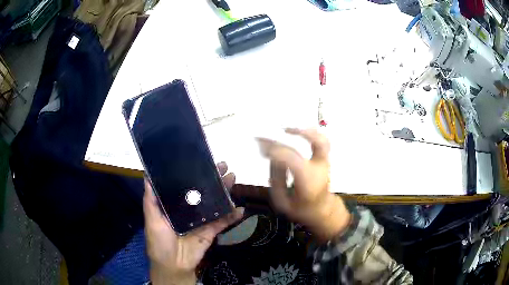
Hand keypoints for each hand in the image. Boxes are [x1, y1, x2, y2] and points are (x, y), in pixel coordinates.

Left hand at [144, 162, 243, 284]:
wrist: (173, 265)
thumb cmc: (159, 241)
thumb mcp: (152, 220)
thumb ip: (150, 200)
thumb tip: (146, 176)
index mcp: (176, 205)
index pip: (187, 185)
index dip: (195, 173)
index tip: (203, 160)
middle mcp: (190, 210)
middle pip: (204, 191)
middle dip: (214, 178)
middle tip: (224, 166)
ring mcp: (203, 220)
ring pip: (216, 203)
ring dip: (225, 192)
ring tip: (233, 178)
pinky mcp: (212, 231)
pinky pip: (223, 222)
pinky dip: (232, 216)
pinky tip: (240, 209)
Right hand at [257, 128, 350, 240]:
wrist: (323, 210)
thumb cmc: (302, 209)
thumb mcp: (282, 202)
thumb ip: (276, 181)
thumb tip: (272, 159)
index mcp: (308, 180)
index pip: (291, 158)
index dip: (275, 150)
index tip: (261, 146)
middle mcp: (319, 167)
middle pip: (315, 143)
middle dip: (297, 133)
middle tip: (280, 130)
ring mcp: (325, 162)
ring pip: (322, 140)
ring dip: (306, 131)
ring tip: (289, 129)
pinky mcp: (325, 159)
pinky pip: (321, 141)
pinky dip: (310, 134)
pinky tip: (298, 132)